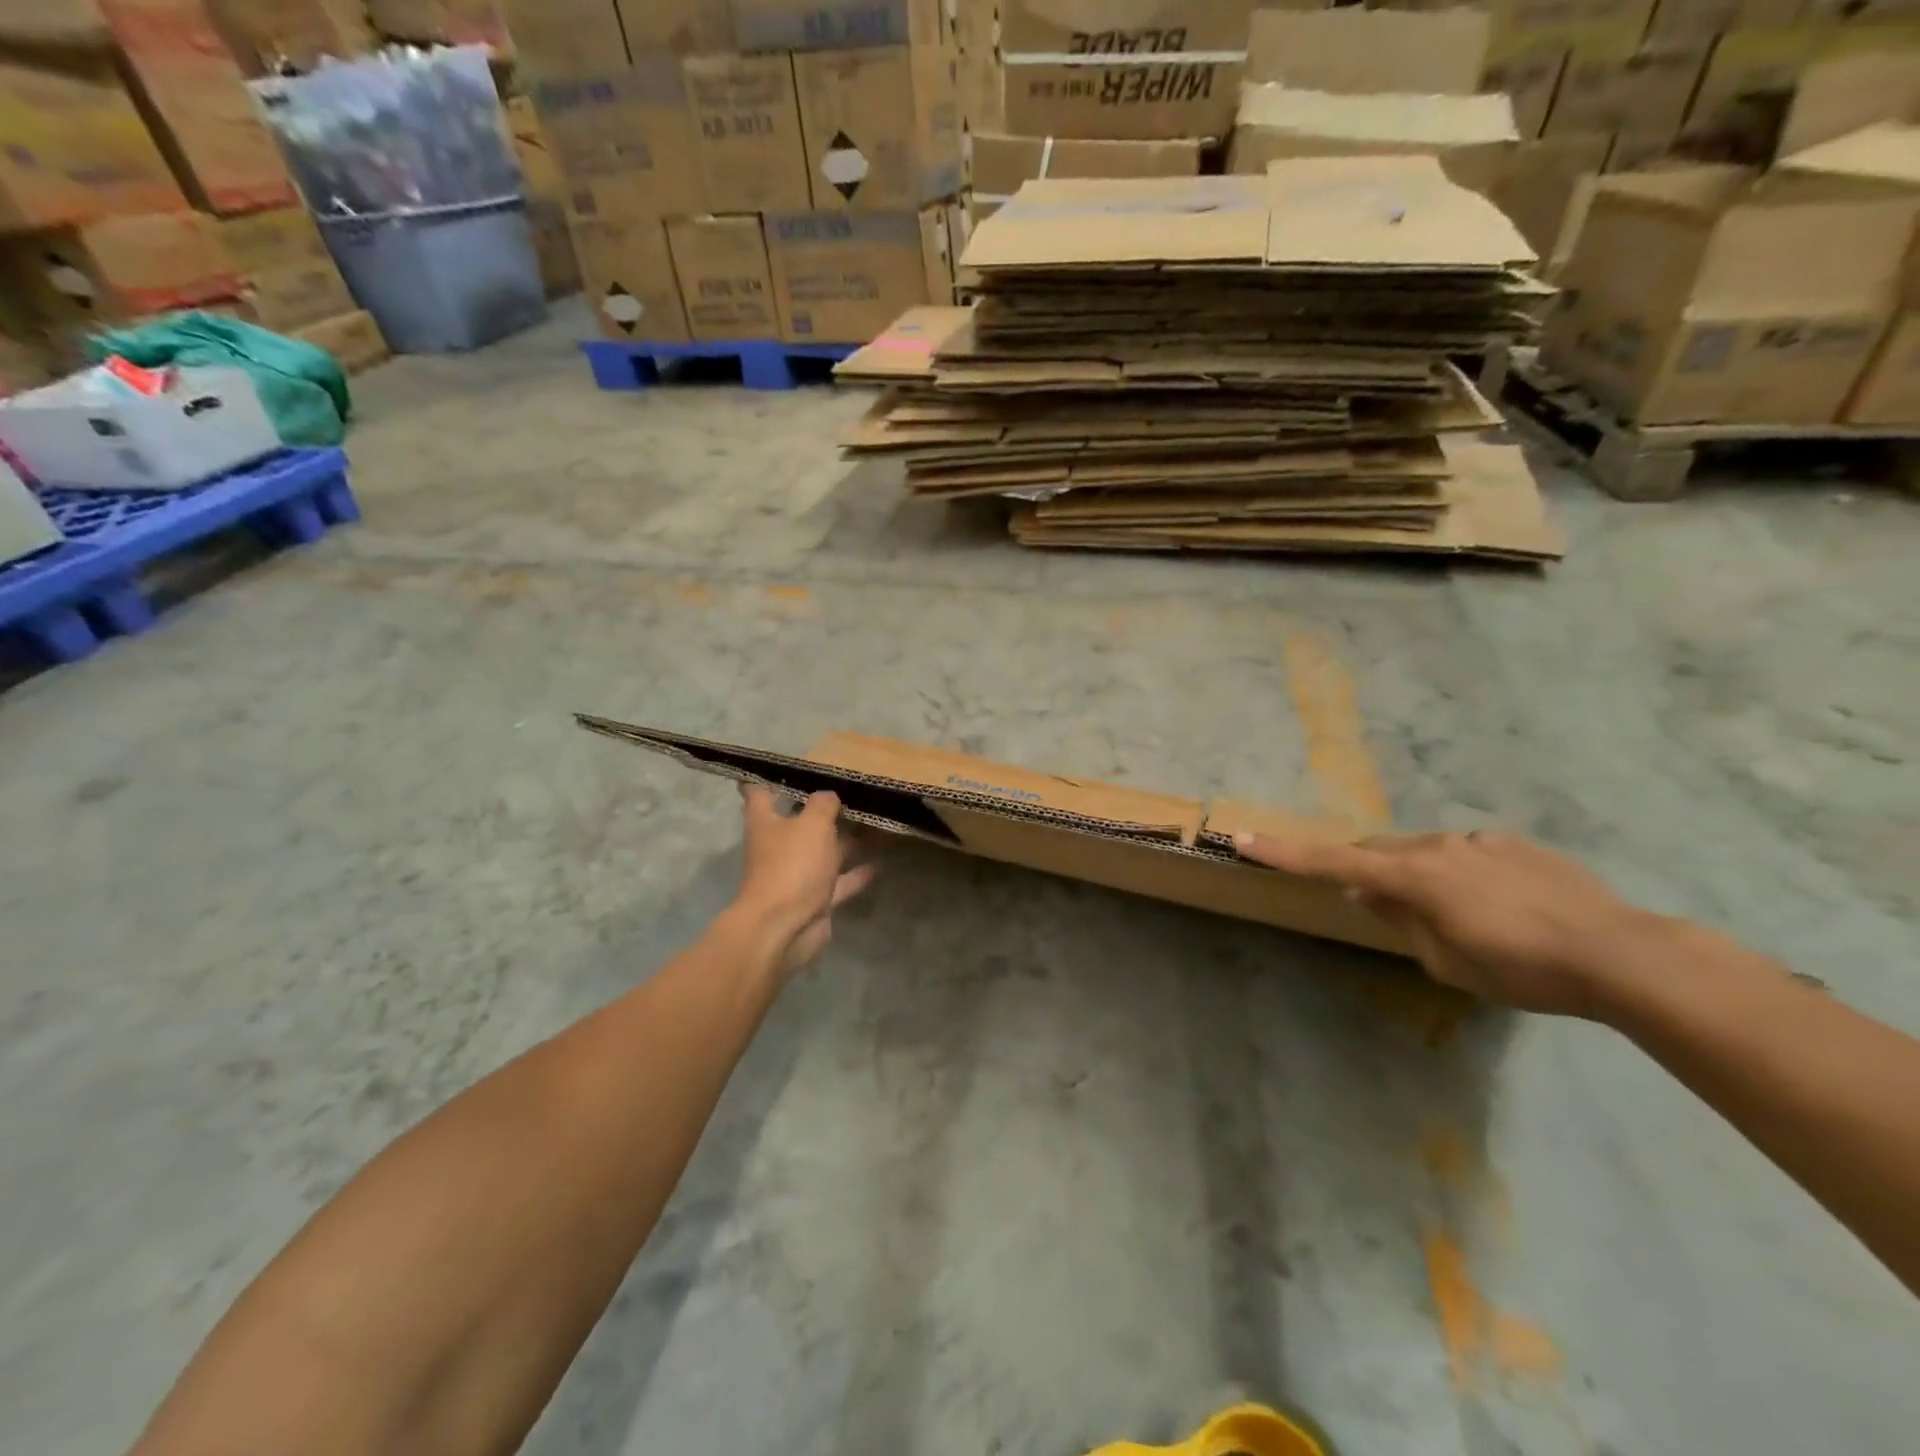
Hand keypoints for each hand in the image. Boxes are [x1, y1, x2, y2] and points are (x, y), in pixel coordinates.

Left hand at [733, 785, 875, 972]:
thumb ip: (823, 804)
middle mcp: (779, 847)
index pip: (760, 793)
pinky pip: (839, 881)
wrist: (784, 928)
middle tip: (851, 791)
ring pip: (824, 851)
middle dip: (822, 810)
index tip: (787, 767)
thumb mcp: (812, 824)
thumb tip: (829, 795)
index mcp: (767, 823)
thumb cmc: (792, 866)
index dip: (769, 779)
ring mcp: (797, 874)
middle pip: (799, 822)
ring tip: (875, 823)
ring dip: (846, 841)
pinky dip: (856, 873)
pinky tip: (879, 863)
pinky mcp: (815, 899)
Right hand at [1235, 828, 1677, 1018]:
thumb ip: (1401, 921)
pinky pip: (1465, 854)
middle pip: (1378, 852)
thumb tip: (1372, 894)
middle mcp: (1438, 846)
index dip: (1284, 853)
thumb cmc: (1522, 968)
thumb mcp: (1447, 961)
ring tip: (1449, 915)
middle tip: (1370, 902)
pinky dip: (1458, 874)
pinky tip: (1495, 906)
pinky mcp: (1514, 845)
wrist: (1622, 953)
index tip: (1242, 839)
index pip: (1332, 862)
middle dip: (1363, 871)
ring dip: (1416, 875)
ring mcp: (1479, 841)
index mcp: (1414, 875)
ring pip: (1424, 852)